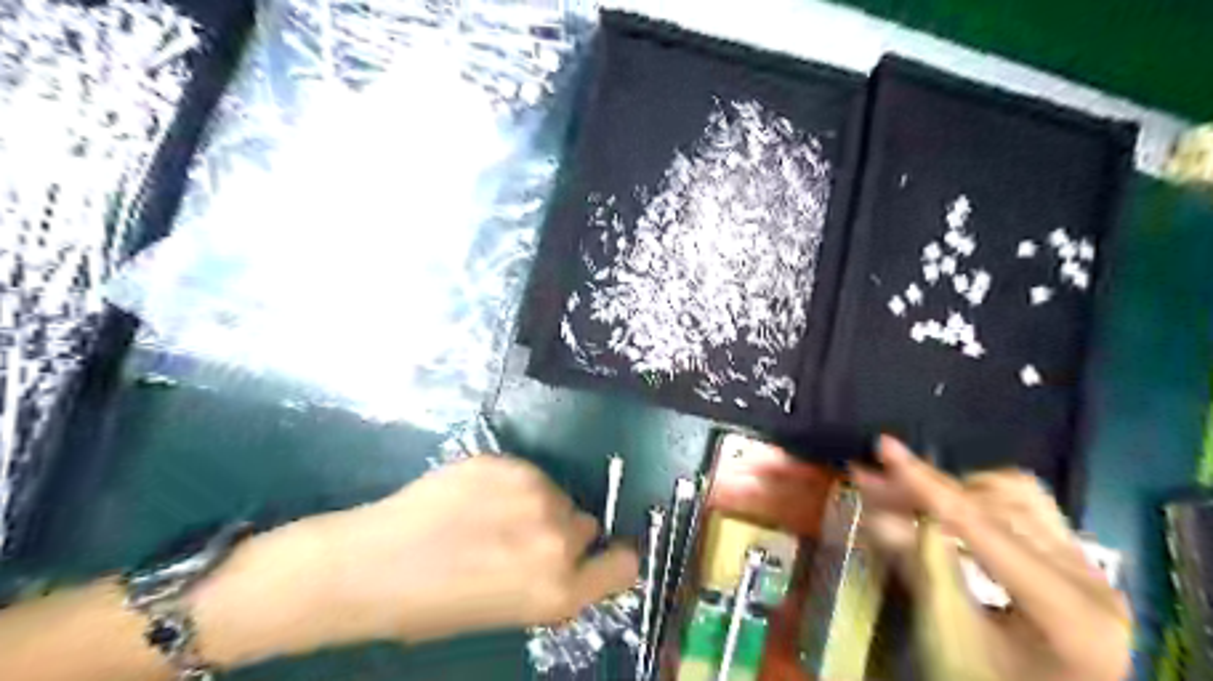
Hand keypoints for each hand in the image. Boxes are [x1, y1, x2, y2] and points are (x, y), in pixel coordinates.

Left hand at [190, 456, 637, 660]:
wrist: (371, 565)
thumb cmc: (433, 607)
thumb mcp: (509, 612)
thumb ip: (551, 583)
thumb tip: (571, 556)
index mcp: (559, 591)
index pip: (625, 563)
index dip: (612, 559)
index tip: (596, 557)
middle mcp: (558, 540)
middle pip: (587, 524)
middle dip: (562, 532)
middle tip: (520, 540)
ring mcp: (534, 494)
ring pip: (558, 494)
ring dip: (538, 505)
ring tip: (491, 517)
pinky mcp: (509, 463)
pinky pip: (530, 474)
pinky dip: (513, 484)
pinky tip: (476, 496)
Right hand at [852, 436, 1126, 680]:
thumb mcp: (951, 641)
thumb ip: (923, 571)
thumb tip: (879, 514)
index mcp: (1067, 609)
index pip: (981, 526)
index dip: (925, 484)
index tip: (884, 448)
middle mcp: (1089, 576)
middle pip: (993, 504)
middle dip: (924, 489)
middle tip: (872, 479)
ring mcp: (1087, 565)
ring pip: (1013, 495)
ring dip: (952, 490)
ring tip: (906, 493)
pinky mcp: (1075, 560)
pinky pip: (1026, 507)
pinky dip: (979, 499)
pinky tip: (947, 506)